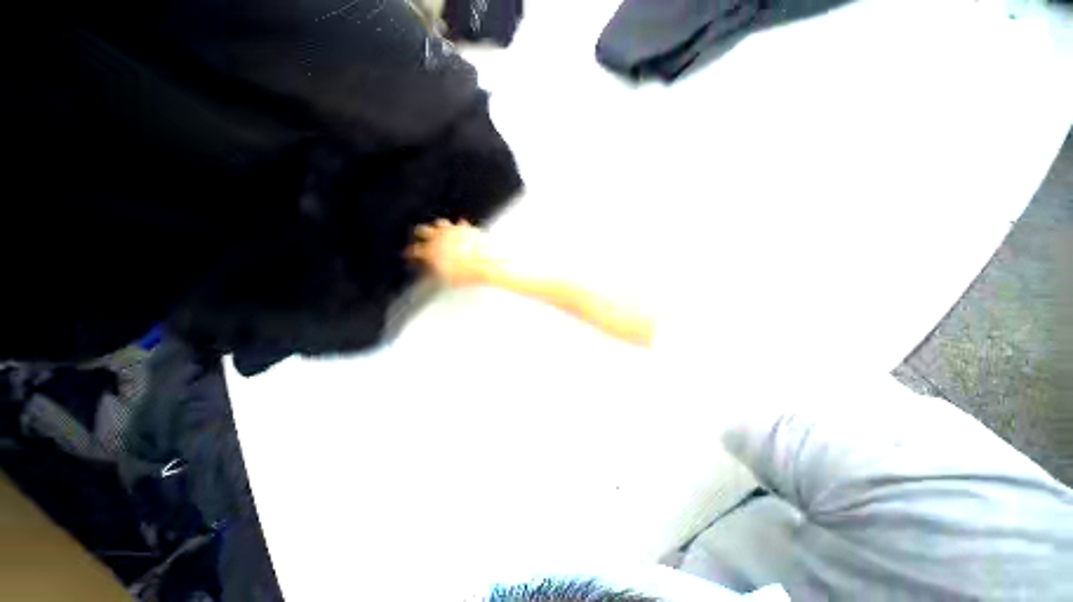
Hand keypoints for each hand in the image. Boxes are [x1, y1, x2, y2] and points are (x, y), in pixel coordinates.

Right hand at [406, 219, 499, 285]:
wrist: (486, 264)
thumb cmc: (467, 273)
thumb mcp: (447, 278)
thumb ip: (437, 269)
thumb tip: (434, 268)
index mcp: (432, 251)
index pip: (416, 250)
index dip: (412, 253)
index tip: (411, 253)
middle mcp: (440, 237)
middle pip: (423, 230)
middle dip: (421, 233)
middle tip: (420, 236)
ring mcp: (453, 231)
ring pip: (440, 223)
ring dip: (438, 227)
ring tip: (438, 230)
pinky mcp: (466, 228)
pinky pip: (459, 224)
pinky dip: (458, 227)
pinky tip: (459, 229)